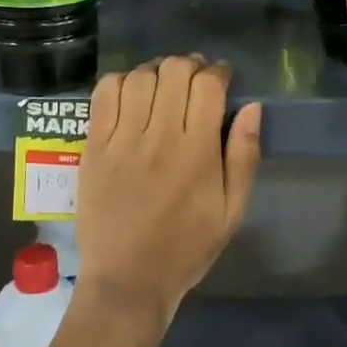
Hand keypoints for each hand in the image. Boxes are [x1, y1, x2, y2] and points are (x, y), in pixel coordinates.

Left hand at [74, 56, 262, 325]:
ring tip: (163, 84)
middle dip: (190, 65)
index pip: (208, 86)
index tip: (222, 78)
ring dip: (156, 70)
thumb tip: (252, 107)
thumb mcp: (232, 211)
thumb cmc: (186, 248)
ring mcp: (121, 140)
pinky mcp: (93, 147)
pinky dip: (120, 81)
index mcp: (197, 152)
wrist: (127, 281)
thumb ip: (244, 156)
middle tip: (194, 79)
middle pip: (174, 71)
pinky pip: (104, 95)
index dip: (218, 72)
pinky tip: (131, 92)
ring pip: (140, 77)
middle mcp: (159, 137)